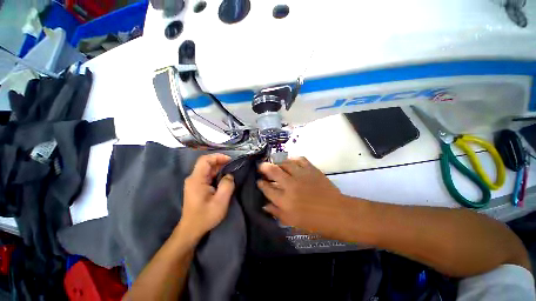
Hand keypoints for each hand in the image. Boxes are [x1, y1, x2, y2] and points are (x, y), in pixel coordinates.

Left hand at [179, 154, 234, 241]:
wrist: (192, 229)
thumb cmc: (205, 216)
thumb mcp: (220, 201)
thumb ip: (227, 185)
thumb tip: (230, 175)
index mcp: (197, 179)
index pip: (205, 160)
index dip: (217, 157)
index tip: (230, 160)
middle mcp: (193, 178)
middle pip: (206, 163)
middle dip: (220, 162)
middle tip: (233, 166)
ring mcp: (194, 182)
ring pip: (207, 169)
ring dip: (219, 168)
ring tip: (231, 171)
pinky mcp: (197, 186)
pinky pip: (207, 175)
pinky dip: (217, 174)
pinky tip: (224, 178)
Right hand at [257, 157, 347, 237]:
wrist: (336, 213)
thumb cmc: (314, 221)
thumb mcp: (292, 222)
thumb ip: (276, 212)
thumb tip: (264, 205)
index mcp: (285, 201)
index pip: (267, 189)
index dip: (261, 184)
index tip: (259, 181)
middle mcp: (290, 185)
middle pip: (273, 171)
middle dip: (264, 167)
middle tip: (261, 166)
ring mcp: (301, 175)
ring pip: (285, 163)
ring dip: (278, 163)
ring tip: (276, 164)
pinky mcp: (311, 169)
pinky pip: (299, 159)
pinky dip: (293, 159)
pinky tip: (291, 162)